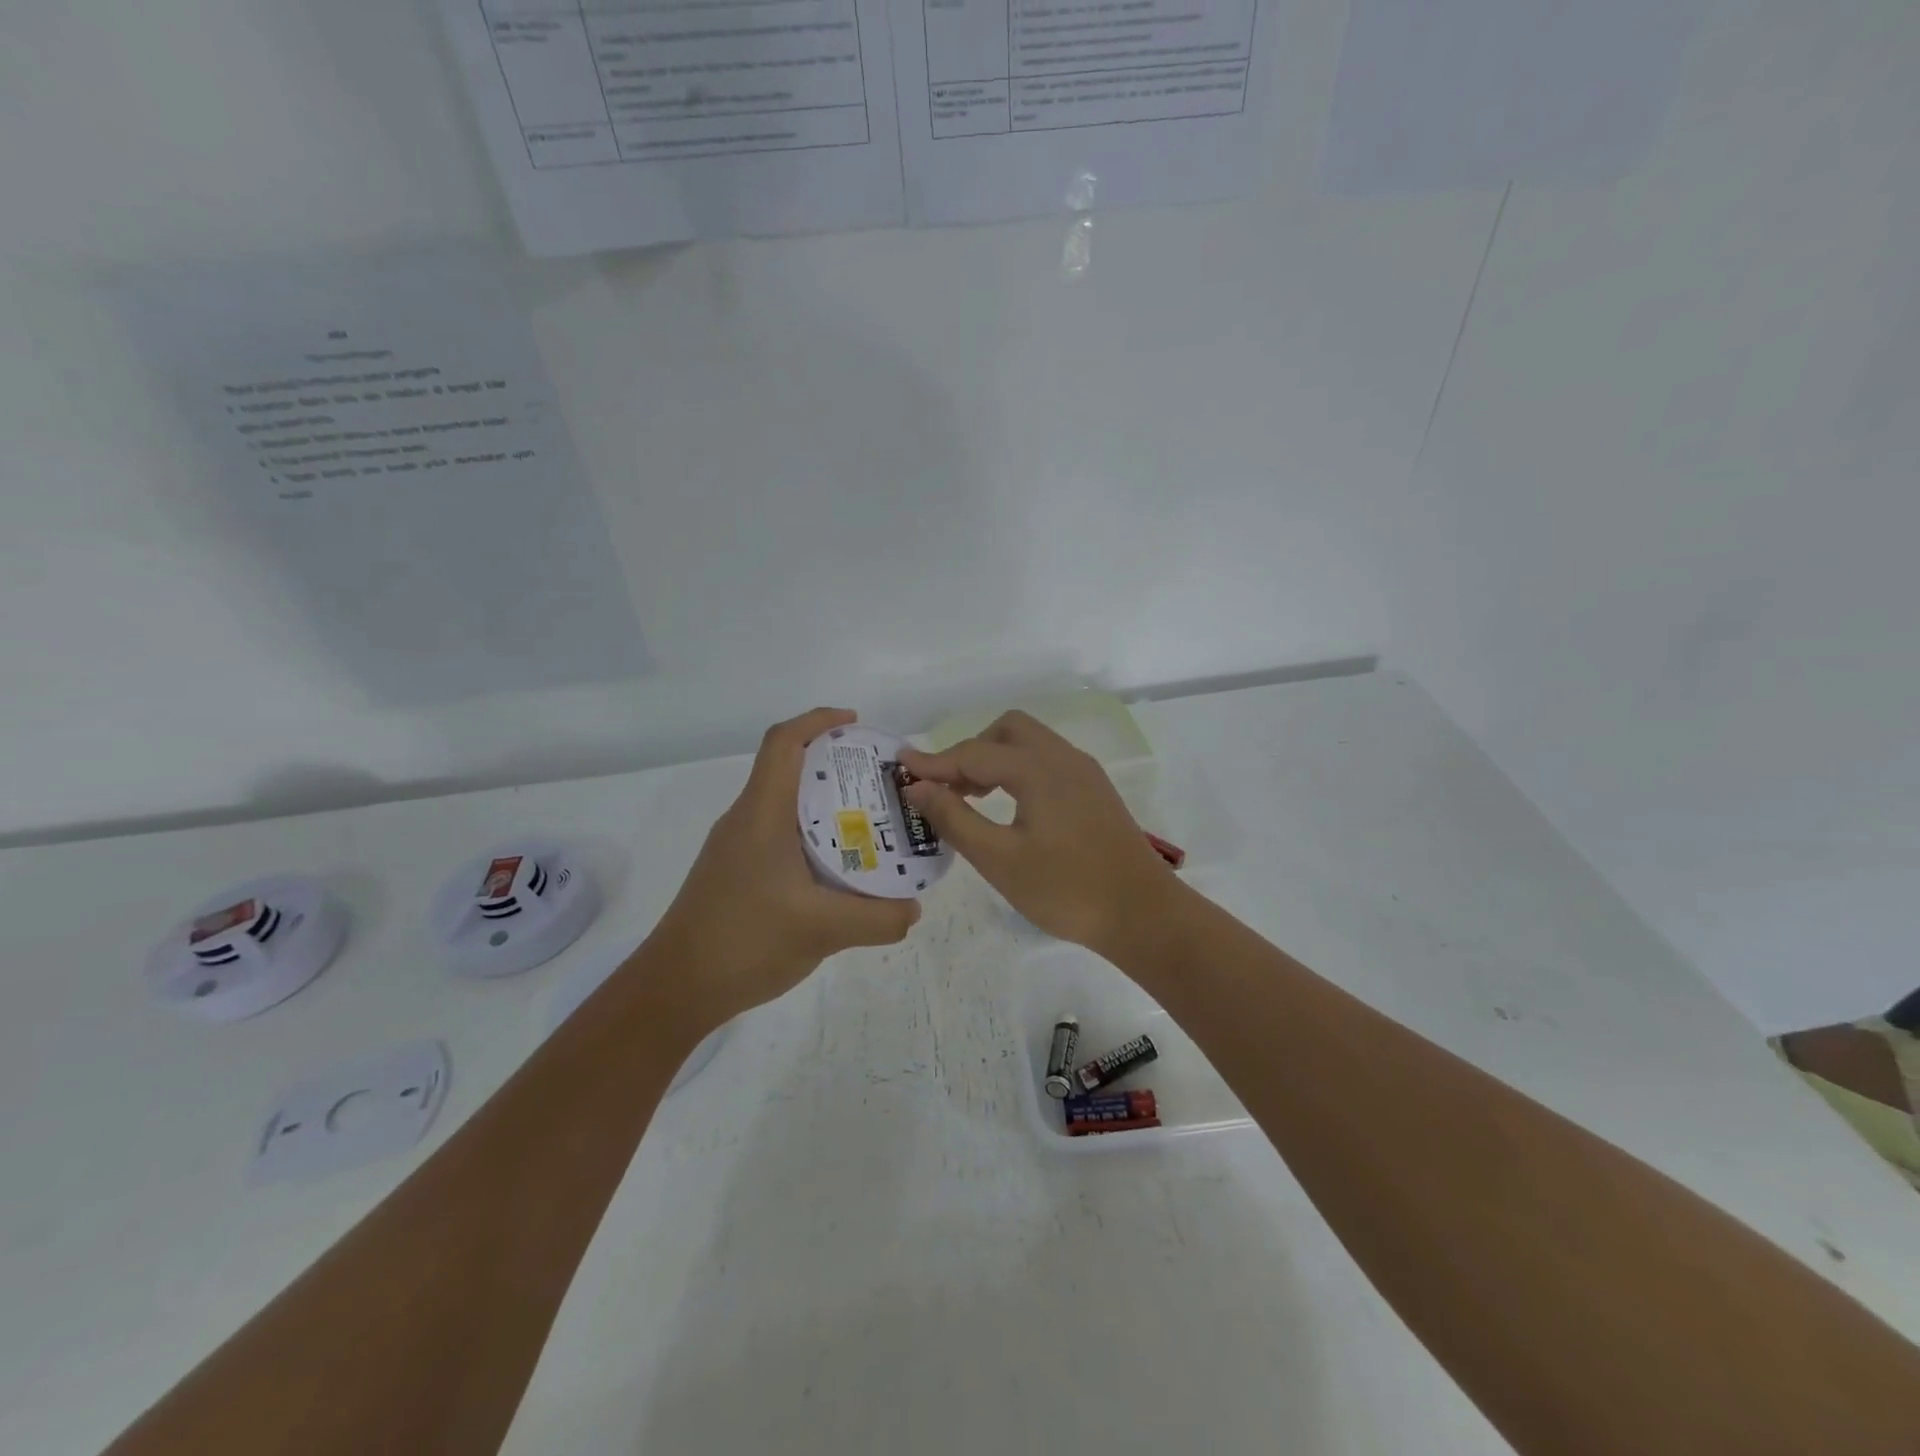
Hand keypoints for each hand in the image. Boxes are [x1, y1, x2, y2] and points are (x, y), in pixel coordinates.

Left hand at [650, 708, 920, 1030]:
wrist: (675, 988)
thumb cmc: (743, 942)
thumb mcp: (822, 930)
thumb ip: (878, 918)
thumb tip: (914, 908)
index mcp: (762, 814)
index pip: (784, 742)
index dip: (819, 720)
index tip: (857, 724)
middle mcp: (746, 820)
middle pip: (789, 769)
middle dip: (835, 765)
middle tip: (882, 783)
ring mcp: (737, 847)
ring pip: (786, 806)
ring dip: (826, 805)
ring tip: (871, 824)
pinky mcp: (736, 872)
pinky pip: (780, 836)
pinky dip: (813, 836)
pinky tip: (838, 869)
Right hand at [899, 711, 1177, 956]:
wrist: (1142, 914)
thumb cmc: (1065, 889)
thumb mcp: (999, 859)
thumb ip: (955, 818)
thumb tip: (918, 787)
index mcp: (1038, 769)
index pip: (974, 753)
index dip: (934, 762)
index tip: (900, 767)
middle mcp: (1063, 758)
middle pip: (1006, 731)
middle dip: (970, 751)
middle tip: (948, 788)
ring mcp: (1084, 772)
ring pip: (1030, 744)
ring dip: (995, 759)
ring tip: (972, 797)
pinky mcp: (1094, 790)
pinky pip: (1047, 762)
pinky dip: (1019, 771)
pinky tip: (1010, 807)